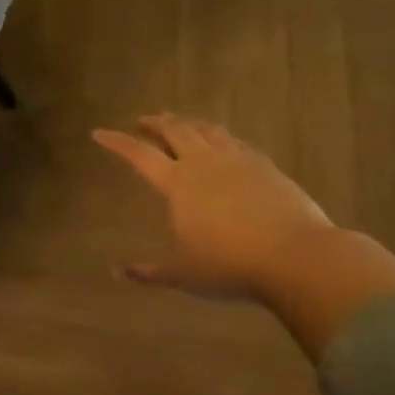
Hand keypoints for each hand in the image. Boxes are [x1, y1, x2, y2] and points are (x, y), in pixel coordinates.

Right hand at [92, 114, 334, 300]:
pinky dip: (219, 136)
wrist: (295, 257)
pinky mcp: (266, 166)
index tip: (99, 133)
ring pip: (207, 130)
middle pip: (175, 130)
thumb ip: (148, 272)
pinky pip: (235, 141)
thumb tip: (119, 273)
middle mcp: (204, 163)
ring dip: (188, 123)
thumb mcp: (181, 274)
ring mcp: (238, 161)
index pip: (139, 155)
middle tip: (143, 120)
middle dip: (155, 123)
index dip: (117, 142)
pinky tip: (221, 143)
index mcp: (177, 183)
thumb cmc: (227, 265)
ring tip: (179, 122)